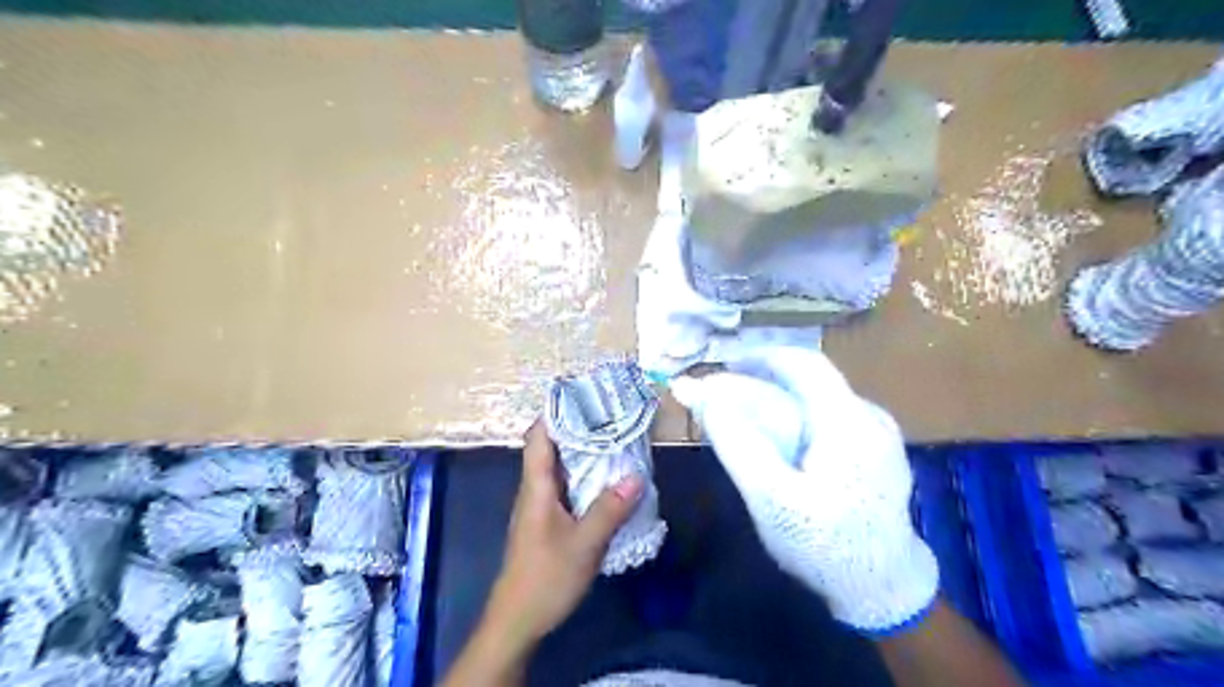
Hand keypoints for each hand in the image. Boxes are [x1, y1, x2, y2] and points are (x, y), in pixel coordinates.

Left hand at [484, 422, 644, 652]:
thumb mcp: (584, 544)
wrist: (518, 620)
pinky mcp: (547, 521)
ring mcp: (540, 506)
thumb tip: (636, 475)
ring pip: (560, 468)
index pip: (539, 437)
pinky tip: (606, 481)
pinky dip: (584, 477)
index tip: (584, 396)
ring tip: (614, 440)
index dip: (556, 412)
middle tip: (611, 415)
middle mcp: (535, 490)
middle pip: (551, 447)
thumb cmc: (545, 578)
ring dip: (582, 453)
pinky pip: (566, 488)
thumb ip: (609, 509)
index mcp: (536, 486)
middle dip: (577, 428)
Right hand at [667, 348, 938, 633]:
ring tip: (743, 421)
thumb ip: (737, 442)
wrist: (884, 590)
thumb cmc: (825, 544)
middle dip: (762, 383)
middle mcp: (869, 417)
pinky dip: (796, 421)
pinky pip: (829, 421)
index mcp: (848, 420)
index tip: (726, 365)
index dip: (761, 356)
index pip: (804, 362)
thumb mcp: (771, 498)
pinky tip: (778, 445)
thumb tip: (706, 396)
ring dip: (777, 402)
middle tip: (725, 400)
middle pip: (809, 383)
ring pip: (818, 401)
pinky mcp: (876, 453)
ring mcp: (879, 435)